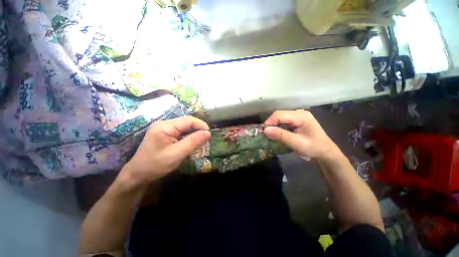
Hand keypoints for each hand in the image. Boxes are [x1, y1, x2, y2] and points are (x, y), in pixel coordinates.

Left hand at [120, 116, 210, 186]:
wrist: (137, 175)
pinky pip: (180, 132)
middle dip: (198, 129)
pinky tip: (191, 143)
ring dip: (194, 133)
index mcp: (165, 126)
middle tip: (206, 139)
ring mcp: (164, 128)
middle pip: (187, 122)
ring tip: (200, 141)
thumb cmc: (156, 165)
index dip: (201, 125)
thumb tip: (208, 133)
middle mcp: (164, 124)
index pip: (189, 120)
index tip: (209, 134)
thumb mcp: (177, 154)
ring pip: (185, 127)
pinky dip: (188, 137)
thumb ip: (193, 142)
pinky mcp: (165, 134)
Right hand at [263, 110, 339, 159]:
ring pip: (280, 117)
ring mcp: (298, 115)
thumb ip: (281, 136)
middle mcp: (299, 112)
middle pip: (279, 114)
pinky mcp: (297, 119)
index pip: (279, 115)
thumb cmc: (313, 148)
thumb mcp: (297, 143)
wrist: (325, 151)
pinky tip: (279, 132)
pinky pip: (284, 120)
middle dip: (271, 124)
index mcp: (301, 116)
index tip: (264, 133)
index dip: (269, 122)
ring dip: (274, 125)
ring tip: (272, 134)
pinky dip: (278, 126)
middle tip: (267, 134)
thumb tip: (265, 130)